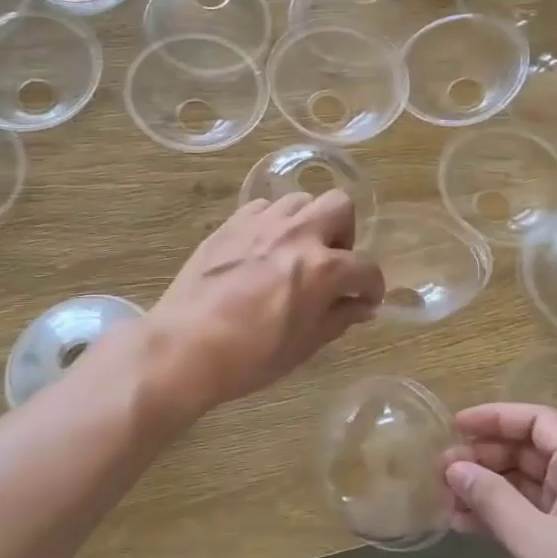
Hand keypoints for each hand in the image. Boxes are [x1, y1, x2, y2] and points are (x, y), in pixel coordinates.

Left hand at [145, 192, 382, 414]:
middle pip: (340, 205)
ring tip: (296, 252)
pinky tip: (263, 249)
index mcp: (323, 268)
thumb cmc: (250, 357)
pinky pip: (263, 208)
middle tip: (333, 262)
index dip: (372, 286)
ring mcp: (261, 224)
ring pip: (300, 200)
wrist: (184, 347)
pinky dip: (273, 223)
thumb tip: (361, 307)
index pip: (366, 268)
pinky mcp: (230, 224)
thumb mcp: (304, 345)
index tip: (366, 299)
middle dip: (346, 232)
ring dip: (308, 222)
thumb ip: (338, 318)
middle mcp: (297, 234)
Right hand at [444, 404, 556, 557]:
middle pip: (533, 450)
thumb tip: (454, 467)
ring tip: (448, 499)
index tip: (456, 426)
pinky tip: (468, 525)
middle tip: (443, 470)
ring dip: (490, 487)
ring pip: (531, 484)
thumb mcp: (536, 543)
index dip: (496, 417)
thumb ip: (493, 499)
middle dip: (486, 456)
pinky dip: (504, 514)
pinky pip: (537, 513)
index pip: (540, 421)